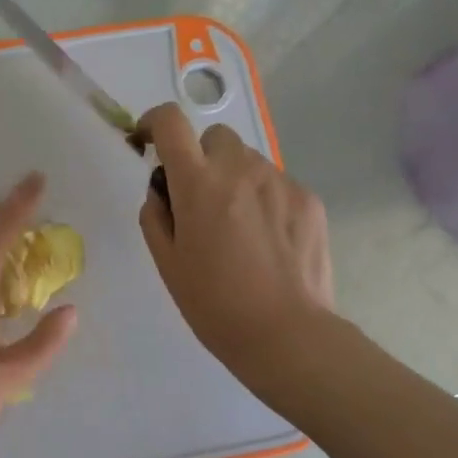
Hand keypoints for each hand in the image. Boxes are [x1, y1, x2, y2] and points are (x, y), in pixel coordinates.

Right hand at [137, 103, 336, 382]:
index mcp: (199, 184)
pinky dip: (263, 200)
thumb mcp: (167, 262)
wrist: (285, 334)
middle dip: (201, 157)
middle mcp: (241, 170)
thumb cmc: (214, 304)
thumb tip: (162, 191)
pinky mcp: (309, 200)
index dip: (154, 122)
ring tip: (238, 228)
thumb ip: (155, 215)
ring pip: (248, 161)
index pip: (172, 123)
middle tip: (200, 200)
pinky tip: (267, 241)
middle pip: (215, 137)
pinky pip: (277, 184)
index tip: (149, 140)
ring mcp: (281, 182)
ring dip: (234, 179)